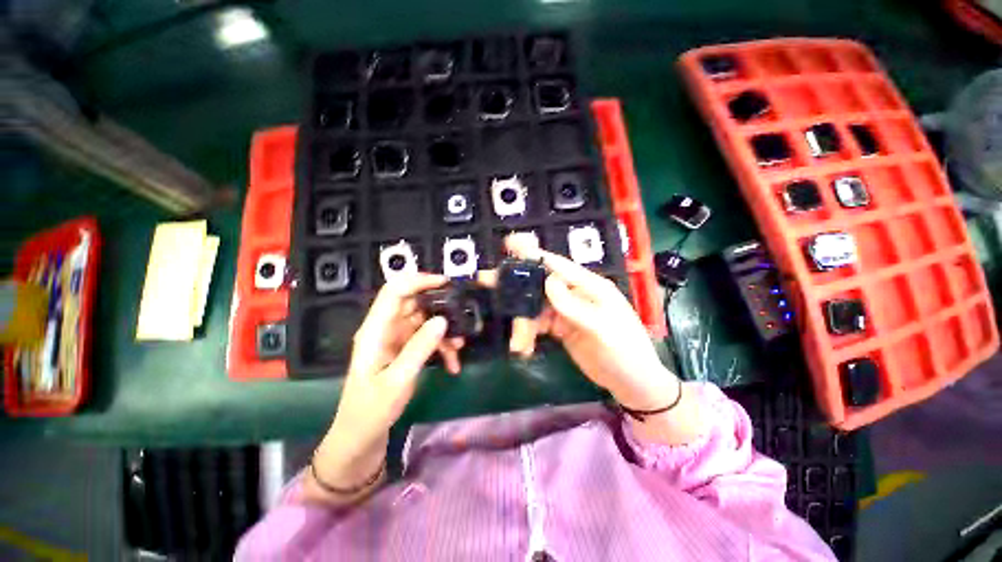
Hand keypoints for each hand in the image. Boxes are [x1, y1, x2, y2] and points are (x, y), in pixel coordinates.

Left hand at [306, 273, 460, 503]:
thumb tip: (442, 320)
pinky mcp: (406, 350)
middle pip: (414, 304)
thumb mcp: (397, 381)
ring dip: (444, 332)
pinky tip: (453, 363)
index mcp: (375, 331)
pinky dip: (442, 347)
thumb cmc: (371, 410)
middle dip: (439, 309)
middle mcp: (386, 329)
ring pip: (426, 321)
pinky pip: (428, 339)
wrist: (361, 437)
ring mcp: (397, 339)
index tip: (446, 283)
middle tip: (461, 317)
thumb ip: (419, 348)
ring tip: (459, 346)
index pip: (394, 291)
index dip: (418, 280)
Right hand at [499, 235, 677, 410]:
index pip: (557, 265)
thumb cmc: (625, 352)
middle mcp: (575, 294)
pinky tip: (524, 348)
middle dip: (516, 288)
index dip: (533, 254)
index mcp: (589, 286)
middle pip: (540, 285)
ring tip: (518, 344)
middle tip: (487, 284)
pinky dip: (528, 334)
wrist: (632, 384)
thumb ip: (573, 305)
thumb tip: (548, 280)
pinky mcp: (561, 328)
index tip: (509, 244)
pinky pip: (537, 325)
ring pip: (535, 307)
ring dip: (522, 323)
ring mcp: (566, 312)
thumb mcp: (601, 328)